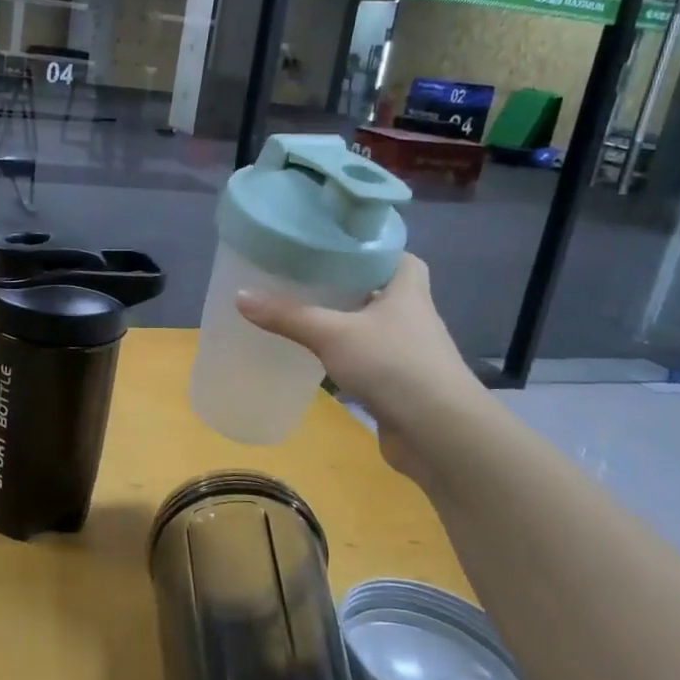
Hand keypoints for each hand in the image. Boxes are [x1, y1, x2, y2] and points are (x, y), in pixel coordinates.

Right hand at [236, 254, 487, 483]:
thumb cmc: (393, 365)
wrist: (438, 433)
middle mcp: (413, 317)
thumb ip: (288, 316)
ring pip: (373, 329)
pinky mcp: (401, 386)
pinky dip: (346, 359)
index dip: (371, 249)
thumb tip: (240, 296)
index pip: (397, 256)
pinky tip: (318, 360)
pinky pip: (369, 362)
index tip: (335, 246)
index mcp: (408, 290)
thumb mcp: (332, 334)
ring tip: (305, 314)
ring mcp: (409, 354)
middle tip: (307, 278)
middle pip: (380, 291)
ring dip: (346, 324)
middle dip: (349, 286)